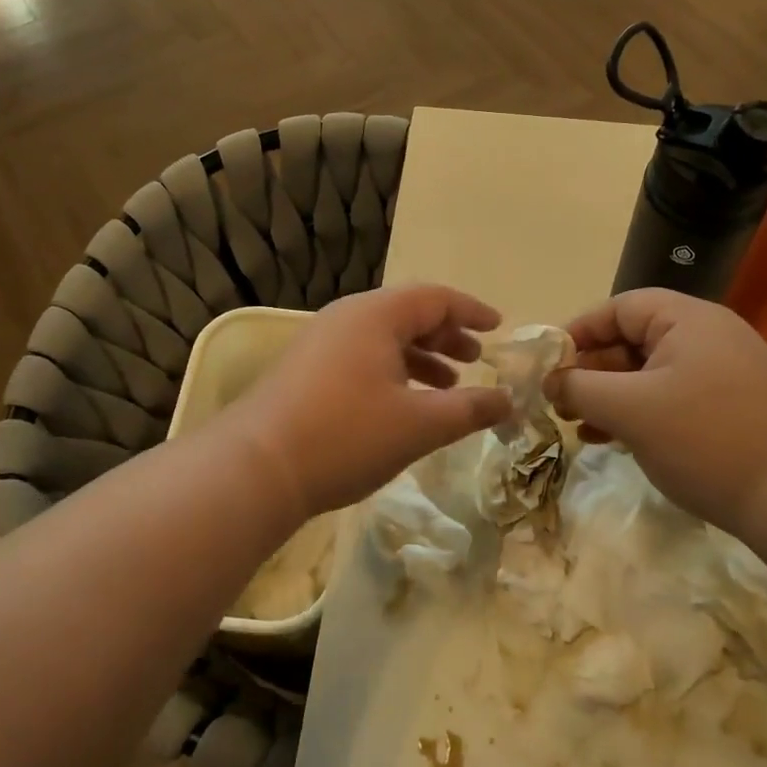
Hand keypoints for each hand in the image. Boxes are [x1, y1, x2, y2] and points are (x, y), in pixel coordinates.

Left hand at [224, 285, 513, 522]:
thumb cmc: (346, 436)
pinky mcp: (306, 370)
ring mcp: (321, 342)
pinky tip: (403, 405)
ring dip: (420, 357)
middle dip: (446, 335)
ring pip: (384, 338)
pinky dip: (392, 371)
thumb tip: (509, 402)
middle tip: (476, 358)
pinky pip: (362, 356)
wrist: (256, 468)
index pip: (436, 298)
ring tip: (447, 386)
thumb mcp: (419, 425)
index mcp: (376, 315)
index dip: (472, 311)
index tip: (499, 327)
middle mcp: (347, 318)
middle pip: (408, 314)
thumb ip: (469, 409)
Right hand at [544, 289, 766, 533]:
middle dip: (592, 370)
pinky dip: (639, 410)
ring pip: (650, 371)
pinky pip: (671, 394)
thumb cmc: (702, 439)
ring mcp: (723, 370)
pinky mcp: (731, 404)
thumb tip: (551, 381)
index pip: (620, 308)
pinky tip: (612, 439)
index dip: (579, 332)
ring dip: (611, 394)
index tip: (549, 364)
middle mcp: (709, 334)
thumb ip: (580, 388)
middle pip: (634, 339)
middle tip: (561, 401)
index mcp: (688, 319)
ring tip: (578, 425)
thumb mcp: (629, 410)